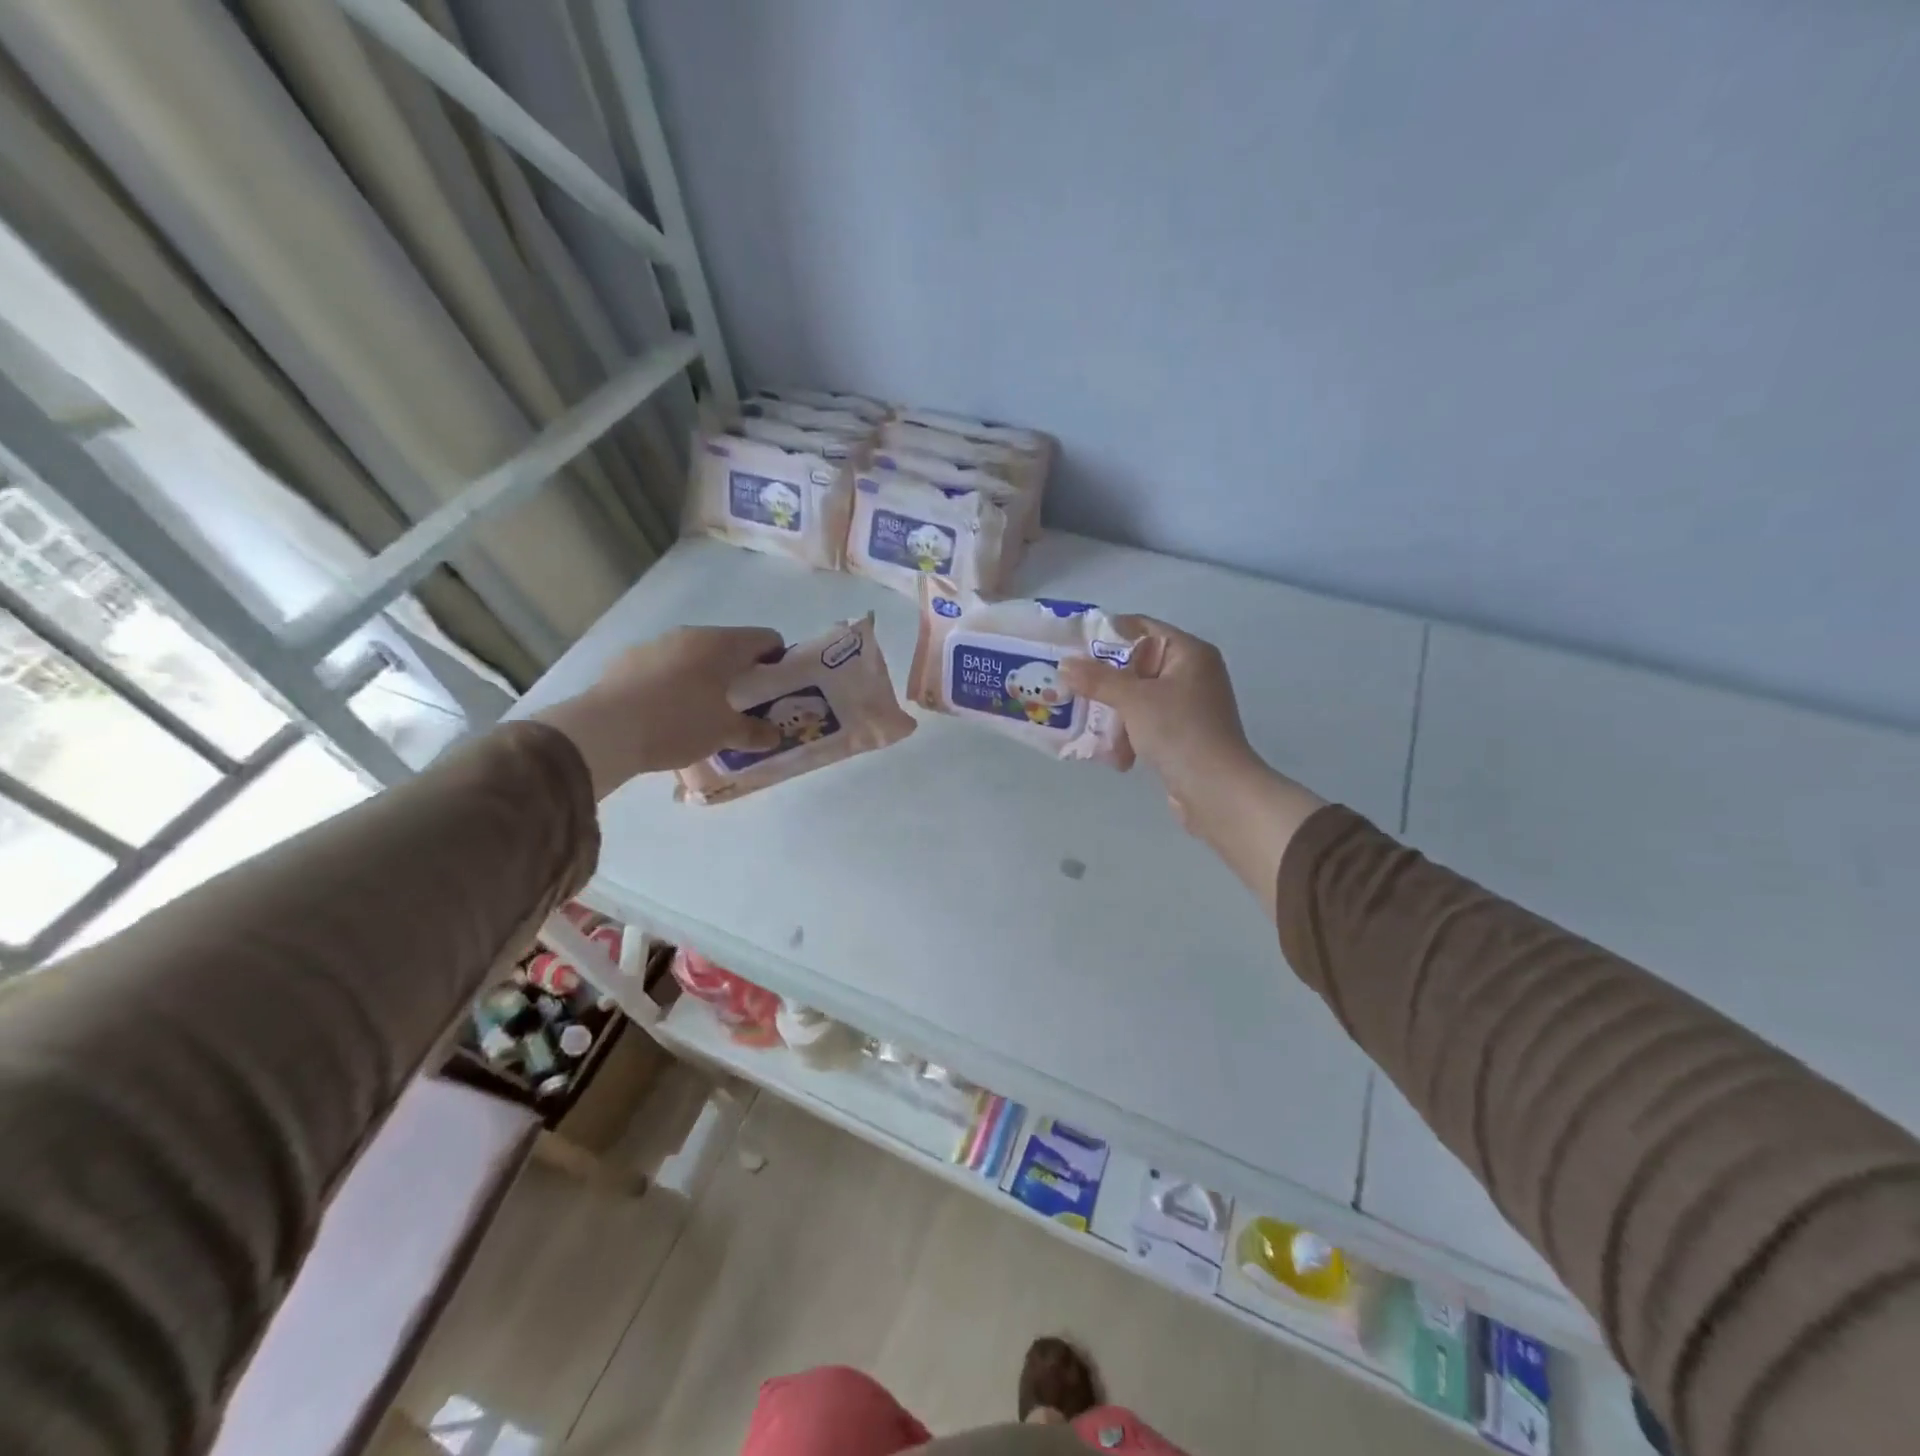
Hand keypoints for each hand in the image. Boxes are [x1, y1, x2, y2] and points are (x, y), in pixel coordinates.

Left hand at [536, 626, 784, 797]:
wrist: (604, 730)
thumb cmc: (678, 723)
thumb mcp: (724, 734)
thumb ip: (754, 732)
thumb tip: (773, 735)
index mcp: (722, 644)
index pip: (767, 638)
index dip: (778, 662)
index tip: (776, 690)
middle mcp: (690, 635)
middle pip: (729, 647)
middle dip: (740, 673)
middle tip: (744, 706)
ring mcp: (655, 644)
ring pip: (694, 657)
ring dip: (706, 678)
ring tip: (704, 713)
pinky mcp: (627, 661)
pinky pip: (664, 668)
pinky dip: (674, 684)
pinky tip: (667, 714)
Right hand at [1062, 617, 1326, 905]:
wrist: (1217, 791)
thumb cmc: (1179, 732)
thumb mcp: (1134, 700)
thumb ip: (1097, 679)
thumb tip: (1065, 664)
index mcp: (1188, 653)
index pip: (1143, 628)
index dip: (1107, 634)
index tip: (1073, 646)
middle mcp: (1192, 674)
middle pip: (1136, 665)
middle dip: (1104, 681)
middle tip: (1070, 687)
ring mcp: (1188, 706)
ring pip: (1138, 698)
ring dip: (1113, 714)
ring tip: (1087, 726)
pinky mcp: (1182, 735)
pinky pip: (1145, 724)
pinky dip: (1128, 735)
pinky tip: (1114, 755)